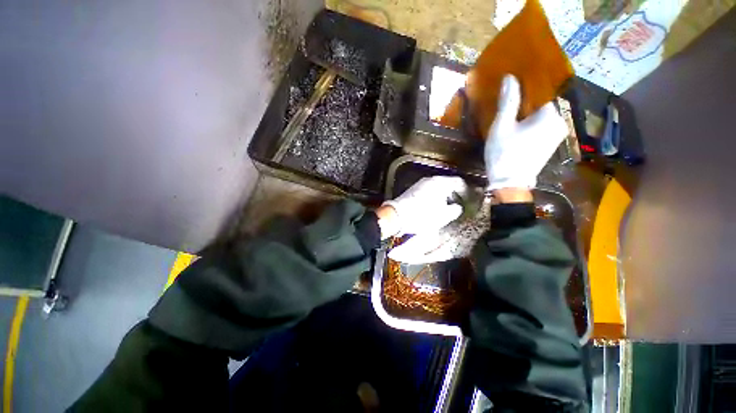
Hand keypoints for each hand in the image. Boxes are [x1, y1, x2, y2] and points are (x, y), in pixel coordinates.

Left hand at [379, 176, 466, 237]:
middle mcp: (430, 180)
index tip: (469, 200)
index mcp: (440, 183)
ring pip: (437, 188)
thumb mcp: (443, 216)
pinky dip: (434, 197)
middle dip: (455, 194)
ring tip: (446, 208)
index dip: (466, 191)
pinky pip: (428, 191)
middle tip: (459, 205)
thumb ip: (455, 210)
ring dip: (444, 196)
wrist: (397, 216)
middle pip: (447, 184)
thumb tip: (457, 207)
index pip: (459, 182)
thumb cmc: (422, 216)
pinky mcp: (412, 190)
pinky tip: (433, 207)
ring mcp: (420, 184)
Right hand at [485, 75, 567, 190]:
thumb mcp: (502, 126)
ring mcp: (558, 135)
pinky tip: (518, 130)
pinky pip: (542, 127)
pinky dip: (531, 125)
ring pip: (542, 117)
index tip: (512, 88)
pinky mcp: (552, 144)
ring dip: (528, 115)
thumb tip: (510, 77)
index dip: (526, 89)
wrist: (510, 183)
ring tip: (511, 117)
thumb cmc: (504, 153)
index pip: (541, 92)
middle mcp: (560, 123)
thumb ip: (508, 102)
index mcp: (551, 115)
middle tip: (508, 105)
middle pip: (542, 105)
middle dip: (526, 104)